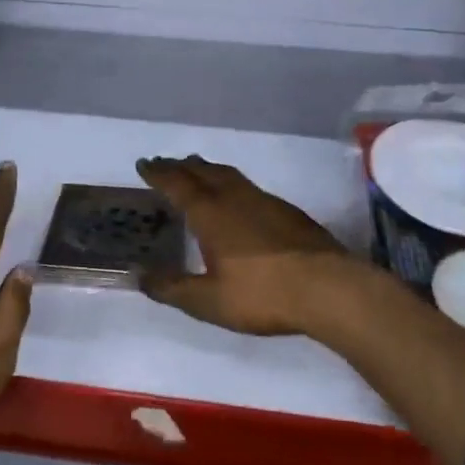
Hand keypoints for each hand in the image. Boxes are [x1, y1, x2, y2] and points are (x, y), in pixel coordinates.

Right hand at [135, 155, 354, 335]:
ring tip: (197, 169)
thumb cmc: (261, 294)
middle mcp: (235, 198)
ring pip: (228, 175)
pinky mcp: (287, 211)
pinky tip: (237, 197)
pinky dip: (231, 182)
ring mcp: (264, 201)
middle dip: (181, 166)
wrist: (326, 288)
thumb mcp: (208, 301)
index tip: (144, 164)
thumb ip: (172, 288)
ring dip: (207, 169)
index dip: (159, 174)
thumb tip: (138, 275)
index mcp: (211, 214)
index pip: (178, 185)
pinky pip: (248, 186)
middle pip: (203, 172)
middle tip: (165, 163)